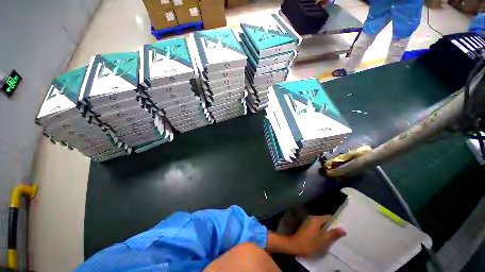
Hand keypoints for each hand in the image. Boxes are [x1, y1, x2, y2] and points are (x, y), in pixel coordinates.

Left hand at [289, 215, 345, 256]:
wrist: (295, 245)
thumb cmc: (310, 243)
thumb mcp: (323, 240)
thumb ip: (333, 234)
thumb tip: (343, 229)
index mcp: (316, 219)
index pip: (329, 217)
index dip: (336, 222)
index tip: (342, 229)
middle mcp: (312, 217)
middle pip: (325, 220)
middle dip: (332, 227)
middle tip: (339, 235)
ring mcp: (308, 221)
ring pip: (321, 223)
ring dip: (326, 229)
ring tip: (333, 237)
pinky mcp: (306, 226)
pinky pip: (317, 226)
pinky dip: (321, 230)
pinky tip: (325, 238)